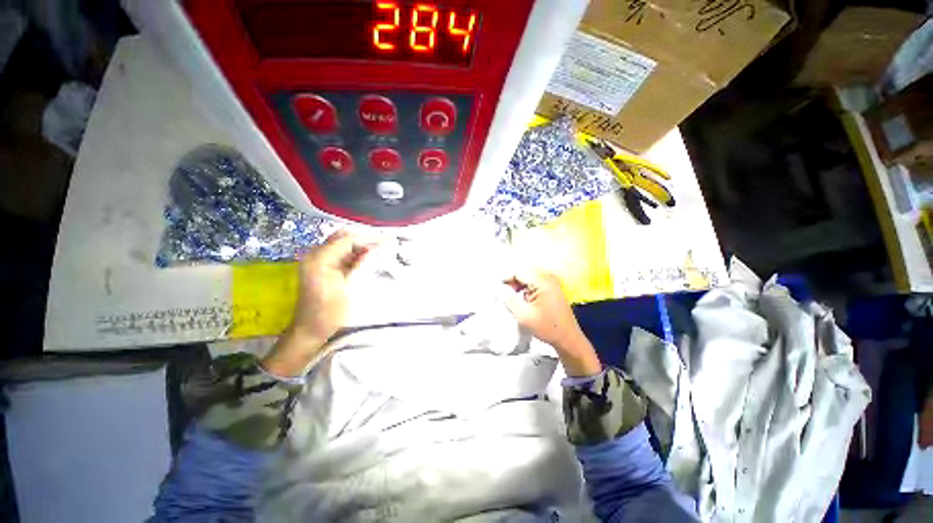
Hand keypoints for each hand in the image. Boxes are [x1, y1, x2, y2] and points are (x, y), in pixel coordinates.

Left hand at [262, 231, 374, 376]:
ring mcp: (317, 260)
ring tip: (382, 246)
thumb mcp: (348, 288)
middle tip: (386, 242)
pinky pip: (340, 254)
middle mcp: (315, 255)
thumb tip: (373, 248)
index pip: (348, 239)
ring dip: (361, 245)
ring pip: (343, 244)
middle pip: (344, 238)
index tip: (388, 239)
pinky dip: (355, 253)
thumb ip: (360, 265)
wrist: (309, 330)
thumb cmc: (329, 313)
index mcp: (319, 259)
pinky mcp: (322, 267)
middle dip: (365, 238)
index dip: (369, 238)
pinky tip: (368, 255)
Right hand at [502, 270, 600, 376]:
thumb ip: (509, 299)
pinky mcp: (553, 287)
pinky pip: (535, 280)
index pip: (518, 270)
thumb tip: (499, 288)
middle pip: (524, 270)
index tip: (498, 290)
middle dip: (512, 280)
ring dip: (518, 283)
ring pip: (529, 275)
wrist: (568, 338)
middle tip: (505, 293)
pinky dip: (526, 286)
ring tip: (512, 296)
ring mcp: (552, 281)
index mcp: (542, 282)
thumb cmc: (547, 327)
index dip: (506, 278)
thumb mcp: (523, 316)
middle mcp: (548, 277)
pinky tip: (523, 298)